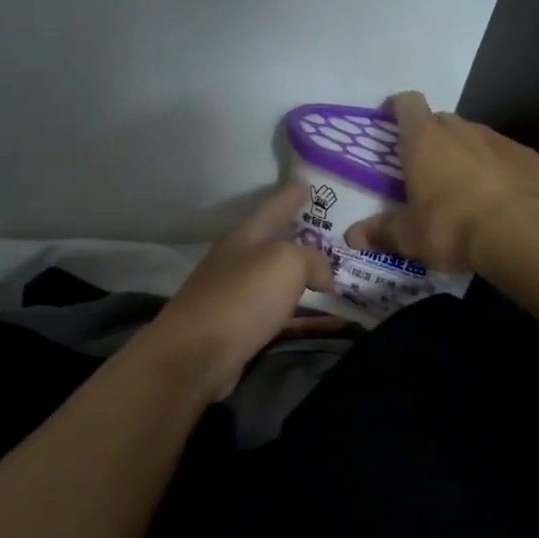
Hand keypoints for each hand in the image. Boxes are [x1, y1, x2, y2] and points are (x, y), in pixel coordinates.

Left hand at [135, 182, 338, 401]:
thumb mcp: (285, 263)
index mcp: (246, 237)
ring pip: (283, 284)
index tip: (307, 180)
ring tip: (343, 281)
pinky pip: (286, 319)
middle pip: (278, 245)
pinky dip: (310, 320)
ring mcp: (240, 298)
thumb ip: (312, 260)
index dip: (292, 194)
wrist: (195, 356)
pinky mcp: (245, 331)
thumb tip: (322, 276)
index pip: (274, 206)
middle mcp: (241, 263)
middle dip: (306, 239)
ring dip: (309, 282)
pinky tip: (335, 325)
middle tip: (339, 237)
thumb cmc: (241, 299)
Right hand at [344, 91, 538, 272]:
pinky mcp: (529, 158)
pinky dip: (497, 170)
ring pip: (474, 137)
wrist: (522, 232)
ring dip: (465, 154)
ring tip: (462, 187)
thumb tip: (352, 236)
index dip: (397, 109)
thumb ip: (381, 232)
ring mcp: (498, 141)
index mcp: (424, 141)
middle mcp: (461, 130)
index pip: (407, 104)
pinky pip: (505, 157)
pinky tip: (497, 198)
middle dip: (431, 138)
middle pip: (441, 121)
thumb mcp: (409, 237)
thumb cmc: (452, 227)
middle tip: (424, 168)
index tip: (391, 122)